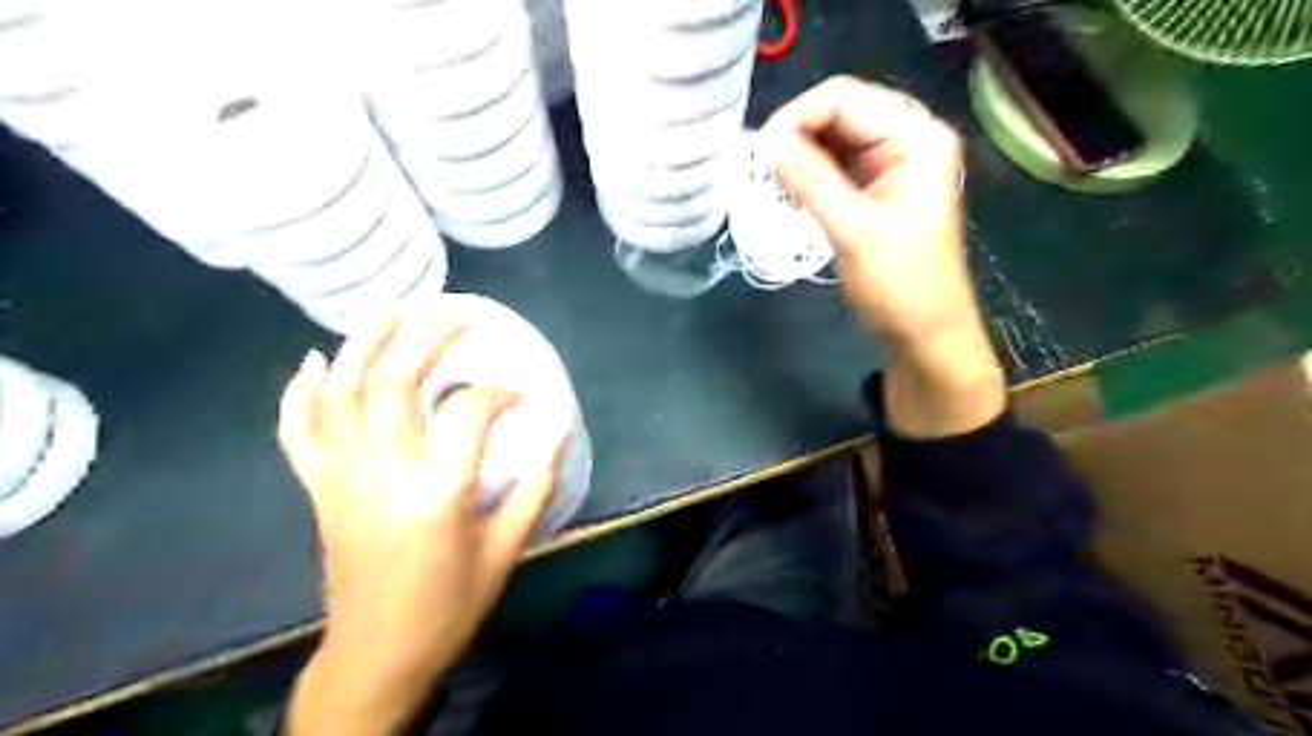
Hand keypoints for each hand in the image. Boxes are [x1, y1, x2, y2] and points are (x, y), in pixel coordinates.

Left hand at [279, 313, 561, 734]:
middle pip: (395, 383)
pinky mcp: (319, 489)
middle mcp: (382, 474)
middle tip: (457, 315)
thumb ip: (536, 485)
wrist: (377, 653)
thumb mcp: (507, 549)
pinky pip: (298, 431)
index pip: (470, 413)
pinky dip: (300, 392)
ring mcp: (341, 478)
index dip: (501, 391)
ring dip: (365, 343)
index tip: (523, 394)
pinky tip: (314, 360)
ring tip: (394, 309)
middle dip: (428, 337)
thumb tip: (559, 430)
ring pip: (341, 392)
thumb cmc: (450, 604)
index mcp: (437, 493)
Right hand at [764, 75, 967, 345]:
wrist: (924, 334)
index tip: (760, 154)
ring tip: (770, 183)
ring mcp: (893, 164)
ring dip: (800, 157)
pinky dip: (809, 175)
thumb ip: (810, 180)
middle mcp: (907, 138)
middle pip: (839, 113)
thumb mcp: (853, 229)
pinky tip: (789, 192)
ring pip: (834, 140)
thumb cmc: (900, 284)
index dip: (796, 117)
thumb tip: (766, 144)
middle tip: (761, 171)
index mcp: (916, 136)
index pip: (844, 98)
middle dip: (796, 136)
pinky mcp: (877, 189)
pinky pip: (836, 167)